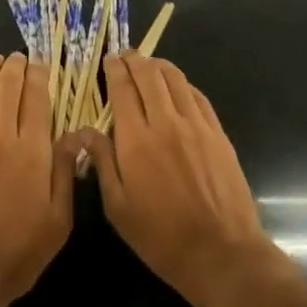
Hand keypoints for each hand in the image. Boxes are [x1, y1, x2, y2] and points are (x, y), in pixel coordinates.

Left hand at [0, 53, 72, 306]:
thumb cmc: (15, 255)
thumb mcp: (58, 222)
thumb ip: (64, 172)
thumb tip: (75, 134)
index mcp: (33, 152)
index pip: (37, 98)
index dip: (39, 76)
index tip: (41, 66)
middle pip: (7, 87)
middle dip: (15, 67)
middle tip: (18, 58)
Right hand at [74, 55, 278, 306]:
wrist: (221, 251)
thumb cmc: (161, 236)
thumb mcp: (118, 207)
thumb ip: (102, 163)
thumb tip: (85, 131)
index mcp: (136, 140)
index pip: (123, 89)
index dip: (115, 70)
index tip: (109, 60)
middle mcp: (167, 122)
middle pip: (150, 76)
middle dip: (135, 60)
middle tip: (126, 55)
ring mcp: (197, 126)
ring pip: (176, 80)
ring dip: (159, 67)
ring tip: (149, 65)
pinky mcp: (218, 134)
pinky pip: (198, 96)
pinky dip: (183, 84)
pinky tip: (177, 87)